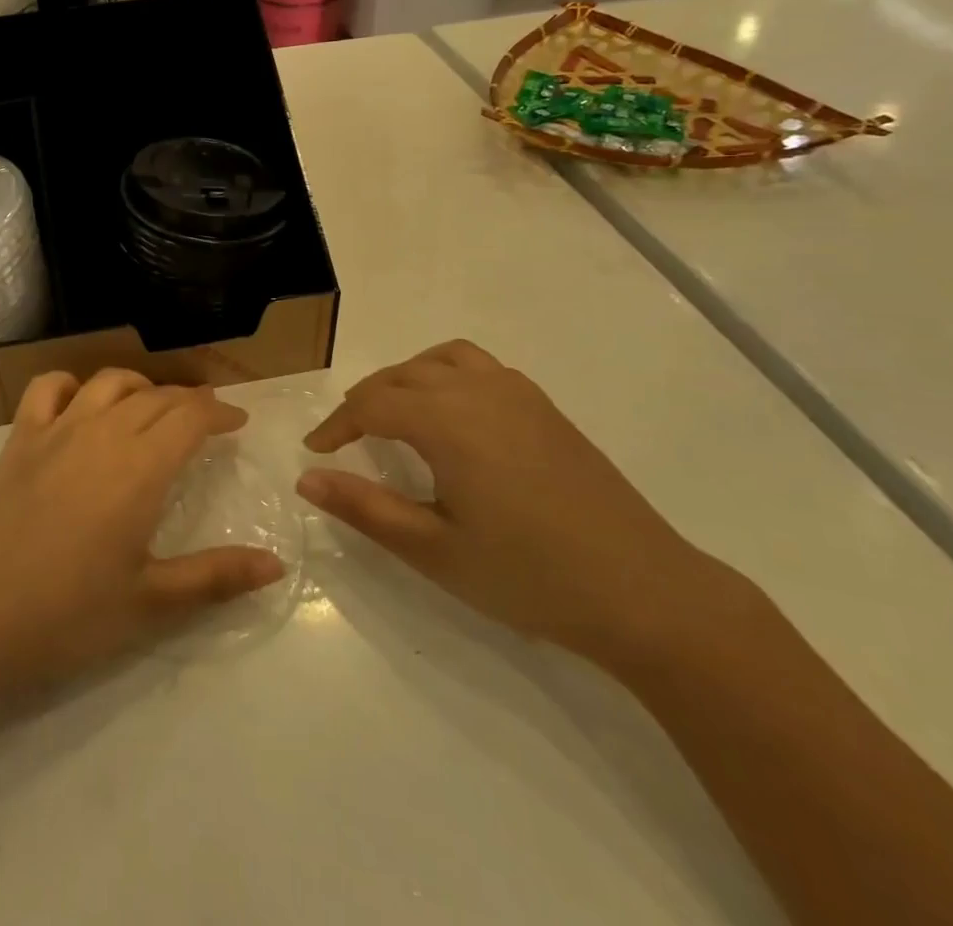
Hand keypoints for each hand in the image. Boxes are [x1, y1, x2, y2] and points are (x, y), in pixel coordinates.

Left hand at [0, 369, 284, 701]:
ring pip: (108, 382)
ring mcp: (56, 429)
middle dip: (188, 400)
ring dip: (139, 385)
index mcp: (142, 467)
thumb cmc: (64, 613)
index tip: (237, 421)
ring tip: (152, 405)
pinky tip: (78, 402)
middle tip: (205, 417)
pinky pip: (48, 388)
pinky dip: (72, 384)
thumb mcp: (149, 603)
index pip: (191, 417)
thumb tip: (276, 565)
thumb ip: (215, 578)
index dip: (220, 412)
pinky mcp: (18, 439)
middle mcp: (103, 433)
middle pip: (156, 396)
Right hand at [297, 340, 718, 662]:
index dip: (336, 425)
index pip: (371, 404)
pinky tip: (453, 418)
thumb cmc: (530, 575)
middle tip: (346, 439)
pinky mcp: (545, 407)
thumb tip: (307, 478)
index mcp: (447, 420)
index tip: (316, 451)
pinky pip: (479, 367)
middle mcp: (478, 389)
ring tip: (394, 415)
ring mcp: (518, 393)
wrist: (646, 593)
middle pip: (402, 375)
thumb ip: (365, 508)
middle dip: (366, 401)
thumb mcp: (435, 550)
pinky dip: (446, 375)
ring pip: (442, 359)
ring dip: (406, 378)